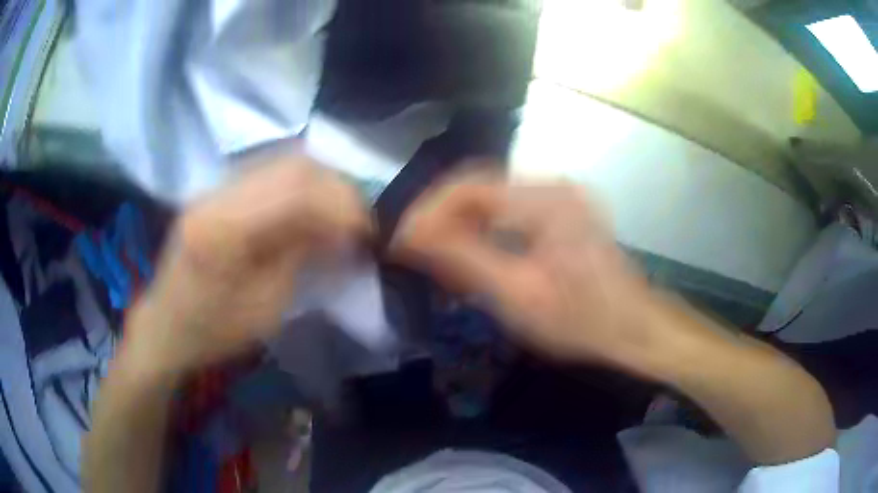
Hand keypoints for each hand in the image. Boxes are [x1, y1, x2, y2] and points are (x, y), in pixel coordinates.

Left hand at [123, 156, 370, 378]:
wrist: (166, 325)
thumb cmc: (214, 330)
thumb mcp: (266, 307)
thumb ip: (302, 256)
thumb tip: (342, 226)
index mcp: (224, 229)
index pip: (296, 191)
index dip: (342, 204)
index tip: (370, 229)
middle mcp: (218, 193)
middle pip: (292, 164)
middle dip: (336, 187)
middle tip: (359, 217)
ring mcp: (215, 186)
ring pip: (282, 161)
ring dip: (320, 182)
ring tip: (340, 211)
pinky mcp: (217, 189)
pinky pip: (268, 172)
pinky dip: (300, 184)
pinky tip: (311, 207)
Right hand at [391, 172, 659, 366]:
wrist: (633, 328)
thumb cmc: (580, 320)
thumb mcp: (517, 296)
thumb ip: (462, 260)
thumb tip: (411, 237)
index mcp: (546, 199)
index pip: (467, 186)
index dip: (427, 211)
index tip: (400, 242)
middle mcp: (552, 185)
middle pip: (477, 187)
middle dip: (439, 218)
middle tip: (413, 251)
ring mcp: (560, 195)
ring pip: (490, 197)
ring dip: (459, 223)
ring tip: (434, 254)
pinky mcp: (562, 210)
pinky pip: (508, 209)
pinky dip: (482, 228)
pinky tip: (470, 253)